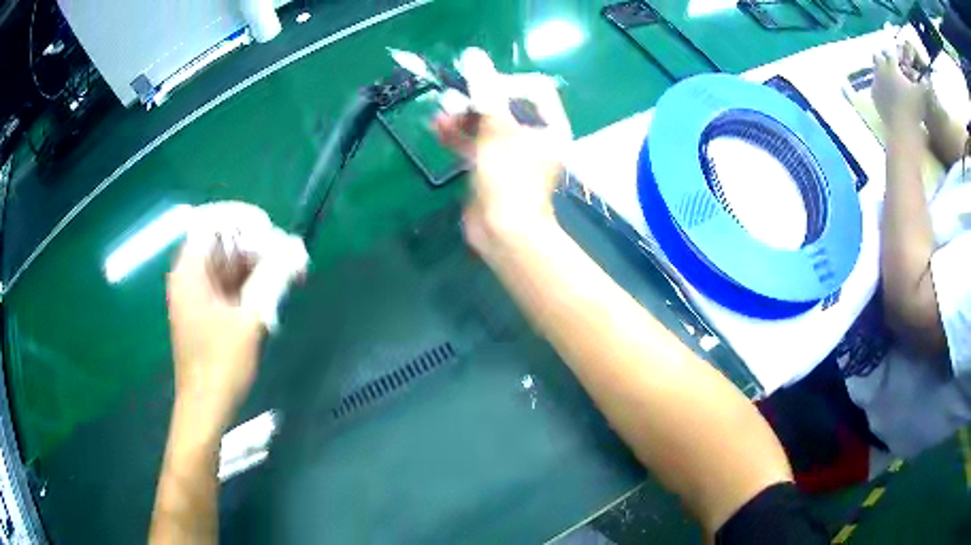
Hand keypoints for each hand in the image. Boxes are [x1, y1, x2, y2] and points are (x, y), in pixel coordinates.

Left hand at [166, 203, 306, 432]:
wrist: (206, 407)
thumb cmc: (220, 364)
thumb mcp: (249, 319)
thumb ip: (272, 279)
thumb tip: (296, 249)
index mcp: (190, 271)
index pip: (212, 222)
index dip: (241, 219)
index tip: (269, 228)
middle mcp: (191, 276)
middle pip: (223, 243)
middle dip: (256, 245)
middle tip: (289, 255)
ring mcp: (199, 295)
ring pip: (229, 265)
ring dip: (258, 265)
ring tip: (290, 272)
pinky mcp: (208, 312)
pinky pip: (230, 285)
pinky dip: (251, 284)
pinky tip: (275, 291)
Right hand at [433, 49, 572, 252]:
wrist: (503, 233)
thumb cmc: (510, 180)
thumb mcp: (498, 130)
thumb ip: (485, 92)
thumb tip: (473, 55)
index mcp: (549, 126)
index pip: (533, 88)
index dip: (506, 82)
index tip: (483, 89)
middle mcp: (534, 135)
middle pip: (506, 104)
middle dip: (478, 99)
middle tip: (455, 98)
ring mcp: (511, 152)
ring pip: (487, 123)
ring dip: (463, 116)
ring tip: (442, 113)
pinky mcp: (491, 166)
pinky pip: (475, 142)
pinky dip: (458, 134)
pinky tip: (438, 128)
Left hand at [872, 45, 929, 128]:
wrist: (902, 128)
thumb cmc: (914, 109)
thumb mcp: (922, 95)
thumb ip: (925, 84)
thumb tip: (927, 78)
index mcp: (892, 67)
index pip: (891, 53)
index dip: (895, 55)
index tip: (898, 59)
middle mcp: (881, 70)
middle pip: (877, 57)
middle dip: (882, 58)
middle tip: (890, 65)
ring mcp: (875, 82)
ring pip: (875, 70)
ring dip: (880, 72)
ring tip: (888, 79)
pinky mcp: (873, 96)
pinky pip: (874, 87)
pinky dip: (879, 87)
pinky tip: (885, 93)